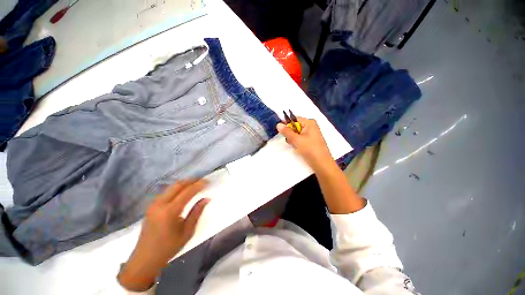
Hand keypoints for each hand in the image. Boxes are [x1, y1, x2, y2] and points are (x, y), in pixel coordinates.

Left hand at [118, 180, 209, 291]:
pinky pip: (166, 192)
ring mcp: (154, 204)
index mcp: (170, 211)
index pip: (187, 192)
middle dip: (191, 180)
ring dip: (184, 184)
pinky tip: (183, 192)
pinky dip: (177, 189)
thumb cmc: (168, 248)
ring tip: (195, 185)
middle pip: (178, 185)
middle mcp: (160, 204)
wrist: (144, 259)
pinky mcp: (151, 207)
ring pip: (171, 187)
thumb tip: (206, 198)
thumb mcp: (187, 231)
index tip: (208, 181)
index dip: (199, 185)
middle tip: (202, 181)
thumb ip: (197, 212)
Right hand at [277, 117, 332, 170]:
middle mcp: (310, 126)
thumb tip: (278, 124)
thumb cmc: (310, 149)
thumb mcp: (296, 140)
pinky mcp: (309, 141)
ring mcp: (310, 134)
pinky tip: (298, 148)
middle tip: (291, 141)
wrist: (321, 164)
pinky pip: (299, 139)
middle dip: (290, 134)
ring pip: (296, 134)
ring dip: (293, 139)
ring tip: (295, 146)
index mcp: (309, 123)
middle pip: (295, 126)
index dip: (286, 124)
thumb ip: (287, 132)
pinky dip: (297, 143)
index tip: (280, 131)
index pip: (294, 119)